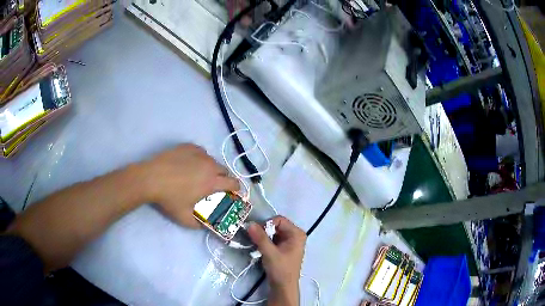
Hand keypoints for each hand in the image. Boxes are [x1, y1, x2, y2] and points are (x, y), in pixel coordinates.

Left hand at [139, 144, 238, 227]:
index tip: (231, 193)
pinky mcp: (188, 147)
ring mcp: (198, 154)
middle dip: (223, 179)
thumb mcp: (185, 218)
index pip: (234, 183)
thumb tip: (207, 226)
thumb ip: (200, 225)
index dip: (236, 189)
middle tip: (213, 186)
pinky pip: (201, 152)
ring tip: (199, 175)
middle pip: (225, 171)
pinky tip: (190, 164)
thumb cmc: (169, 199)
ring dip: (211, 168)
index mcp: (212, 182)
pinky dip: (200, 159)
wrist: (150, 178)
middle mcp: (209, 165)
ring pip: (212, 160)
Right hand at [247, 216, 306, 305]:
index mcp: (297, 234)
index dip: (267, 224)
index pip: (279, 220)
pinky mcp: (284, 247)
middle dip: (264, 230)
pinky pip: (273, 238)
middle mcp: (295, 235)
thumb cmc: (281, 270)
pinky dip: (265, 241)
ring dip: (264, 236)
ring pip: (273, 232)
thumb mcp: (270, 253)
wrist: (283, 287)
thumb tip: (250, 224)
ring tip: (256, 244)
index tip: (257, 233)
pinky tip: (260, 248)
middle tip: (254, 238)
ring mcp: (290, 241)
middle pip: (276, 225)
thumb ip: (260, 238)